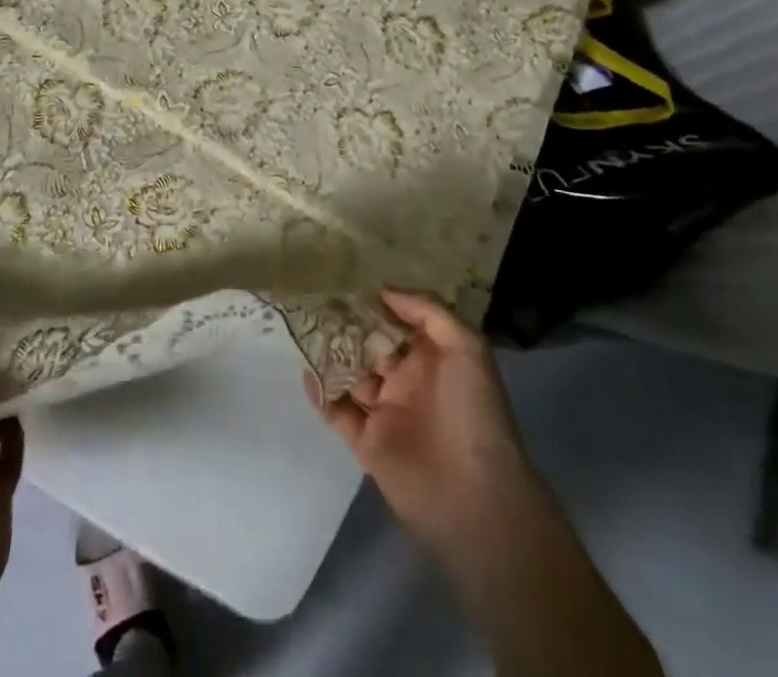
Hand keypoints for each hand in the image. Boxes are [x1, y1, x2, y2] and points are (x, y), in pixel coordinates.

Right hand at [305, 288, 540, 556]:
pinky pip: (338, 411)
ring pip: (351, 374)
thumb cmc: (474, 412)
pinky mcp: (367, 442)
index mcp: (433, 357)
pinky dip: (321, 392)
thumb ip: (428, 311)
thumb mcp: (467, 346)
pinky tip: (305, 370)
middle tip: (317, 299)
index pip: (399, 321)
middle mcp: (407, 380)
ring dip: (331, 354)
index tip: (348, 280)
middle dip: (348, 324)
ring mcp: (385, 411)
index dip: (377, 303)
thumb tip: (384, 290)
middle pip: (370, 344)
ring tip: (303, 326)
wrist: (474, 497)